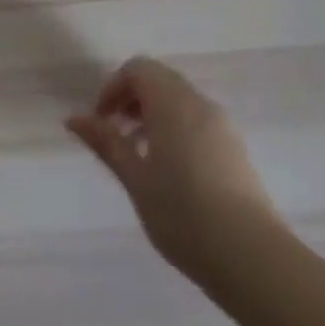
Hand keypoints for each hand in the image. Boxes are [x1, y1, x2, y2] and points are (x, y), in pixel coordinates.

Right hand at [67, 57, 280, 282]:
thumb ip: (106, 142)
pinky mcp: (235, 148)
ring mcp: (222, 126)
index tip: (101, 122)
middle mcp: (200, 104)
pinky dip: (175, 128)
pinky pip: (198, 120)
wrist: (251, 256)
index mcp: (173, 104)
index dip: (113, 87)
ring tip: (139, 157)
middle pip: (160, 80)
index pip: (139, 69)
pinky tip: (169, 172)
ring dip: (153, 115)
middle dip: (132, 100)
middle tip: (116, 136)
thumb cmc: (183, 214)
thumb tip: (74, 118)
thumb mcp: (135, 178)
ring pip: (180, 101)